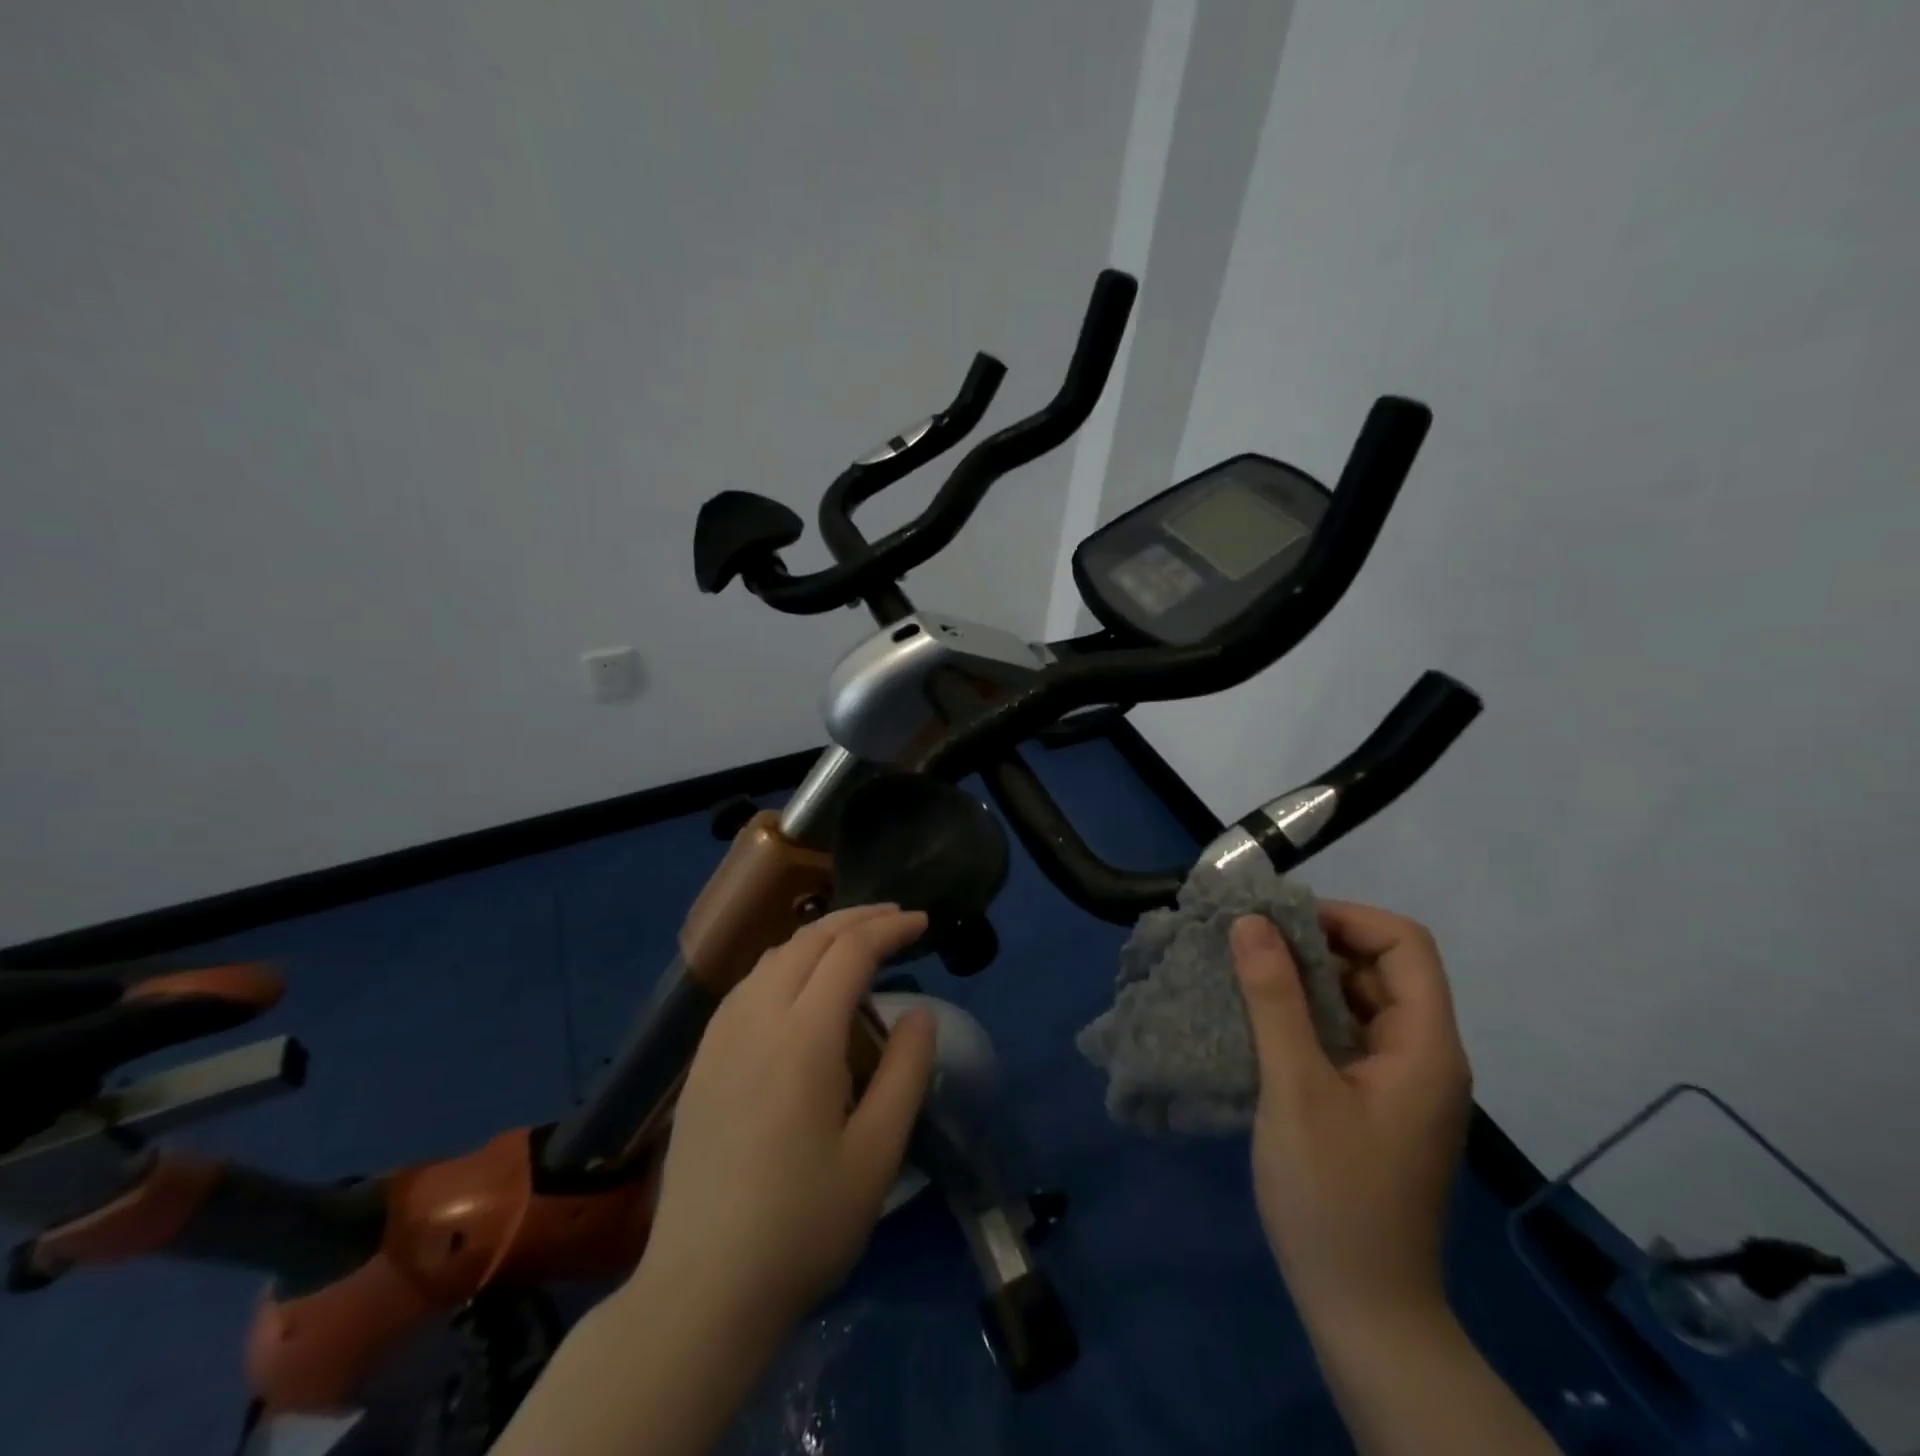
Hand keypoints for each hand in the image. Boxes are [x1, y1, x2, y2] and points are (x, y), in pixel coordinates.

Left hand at [639, 904, 937, 1339]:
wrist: (701, 1289)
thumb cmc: (802, 1226)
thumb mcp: (877, 1154)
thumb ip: (905, 1072)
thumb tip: (921, 1012)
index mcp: (803, 1037)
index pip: (850, 952)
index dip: (890, 929)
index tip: (923, 923)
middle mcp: (757, 1018)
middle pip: (809, 939)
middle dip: (858, 918)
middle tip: (897, 918)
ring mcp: (721, 1037)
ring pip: (774, 955)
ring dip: (819, 935)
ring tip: (855, 941)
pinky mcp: (702, 1059)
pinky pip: (749, 983)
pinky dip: (786, 961)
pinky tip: (799, 982)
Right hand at [1231, 902, 1471, 1335]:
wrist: (1363, 1311)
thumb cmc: (1332, 1196)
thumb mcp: (1295, 1088)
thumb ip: (1274, 999)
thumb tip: (1250, 922)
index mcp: (1424, 1046)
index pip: (1405, 945)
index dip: (1346, 918)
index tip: (1279, 922)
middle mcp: (1422, 1055)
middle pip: (1381, 968)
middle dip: (1316, 944)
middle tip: (1248, 943)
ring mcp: (1399, 1082)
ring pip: (1358, 1000)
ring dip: (1305, 979)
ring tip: (1243, 973)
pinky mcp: (1374, 1103)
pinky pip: (1344, 1035)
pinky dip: (1304, 1015)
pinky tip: (1258, 1020)